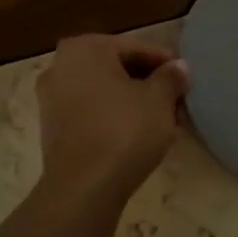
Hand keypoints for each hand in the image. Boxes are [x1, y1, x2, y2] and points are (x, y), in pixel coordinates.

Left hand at [36, 35, 190, 205]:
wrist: (83, 188)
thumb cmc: (123, 131)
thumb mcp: (159, 100)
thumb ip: (171, 77)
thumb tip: (179, 68)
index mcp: (84, 48)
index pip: (135, 48)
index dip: (165, 64)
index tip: (186, 80)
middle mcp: (60, 66)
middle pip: (116, 68)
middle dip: (148, 84)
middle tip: (176, 101)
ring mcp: (51, 98)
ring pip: (104, 92)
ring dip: (132, 102)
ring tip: (162, 121)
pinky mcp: (52, 129)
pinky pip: (91, 113)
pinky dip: (113, 118)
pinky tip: (138, 135)